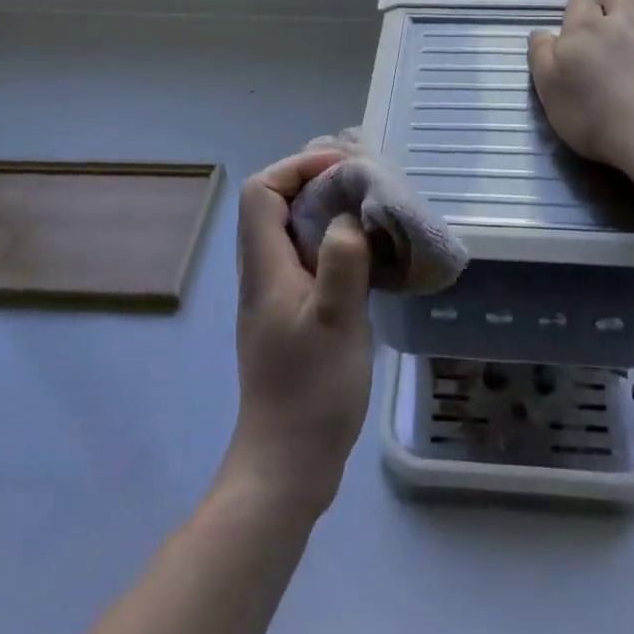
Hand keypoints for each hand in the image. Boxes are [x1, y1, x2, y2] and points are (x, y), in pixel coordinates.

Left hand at [222, 149, 374, 522]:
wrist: (287, 466)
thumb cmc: (311, 394)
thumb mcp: (334, 323)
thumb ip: (341, 263)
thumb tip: (348, 216)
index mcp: (265, 267)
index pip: (263, 191)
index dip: (298, 167)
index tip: (344, 167)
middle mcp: (264, 272)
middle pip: (276, 203)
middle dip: (316, 179)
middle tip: (363, 180)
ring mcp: (277, 294)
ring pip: (293, 228)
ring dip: (327, 208)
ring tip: (370, 206)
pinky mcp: (293, 313)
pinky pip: (308, 254)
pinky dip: (334, 239)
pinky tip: (368, 252)